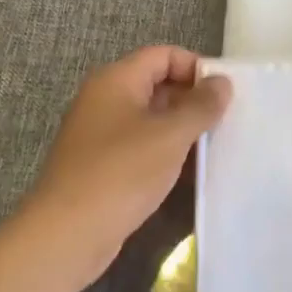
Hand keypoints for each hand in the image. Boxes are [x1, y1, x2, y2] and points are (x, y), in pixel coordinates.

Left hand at [18, 47, 232, 291]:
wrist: (65, 236)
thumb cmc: (121, 173)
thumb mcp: (170, 135)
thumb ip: (201, 106)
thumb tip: (222, 82)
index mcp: (116, 80)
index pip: (163, 55)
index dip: (196, 67)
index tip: (225, 92)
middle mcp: (104, 99)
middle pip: (157, 84)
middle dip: (192, 100)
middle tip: (226, 120)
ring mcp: (100, 133)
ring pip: (150, 119)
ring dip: (181, 129)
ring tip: (215, 146)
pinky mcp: (101, 165)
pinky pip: (140, 146)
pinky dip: (165, 153)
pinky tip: (189, 172)